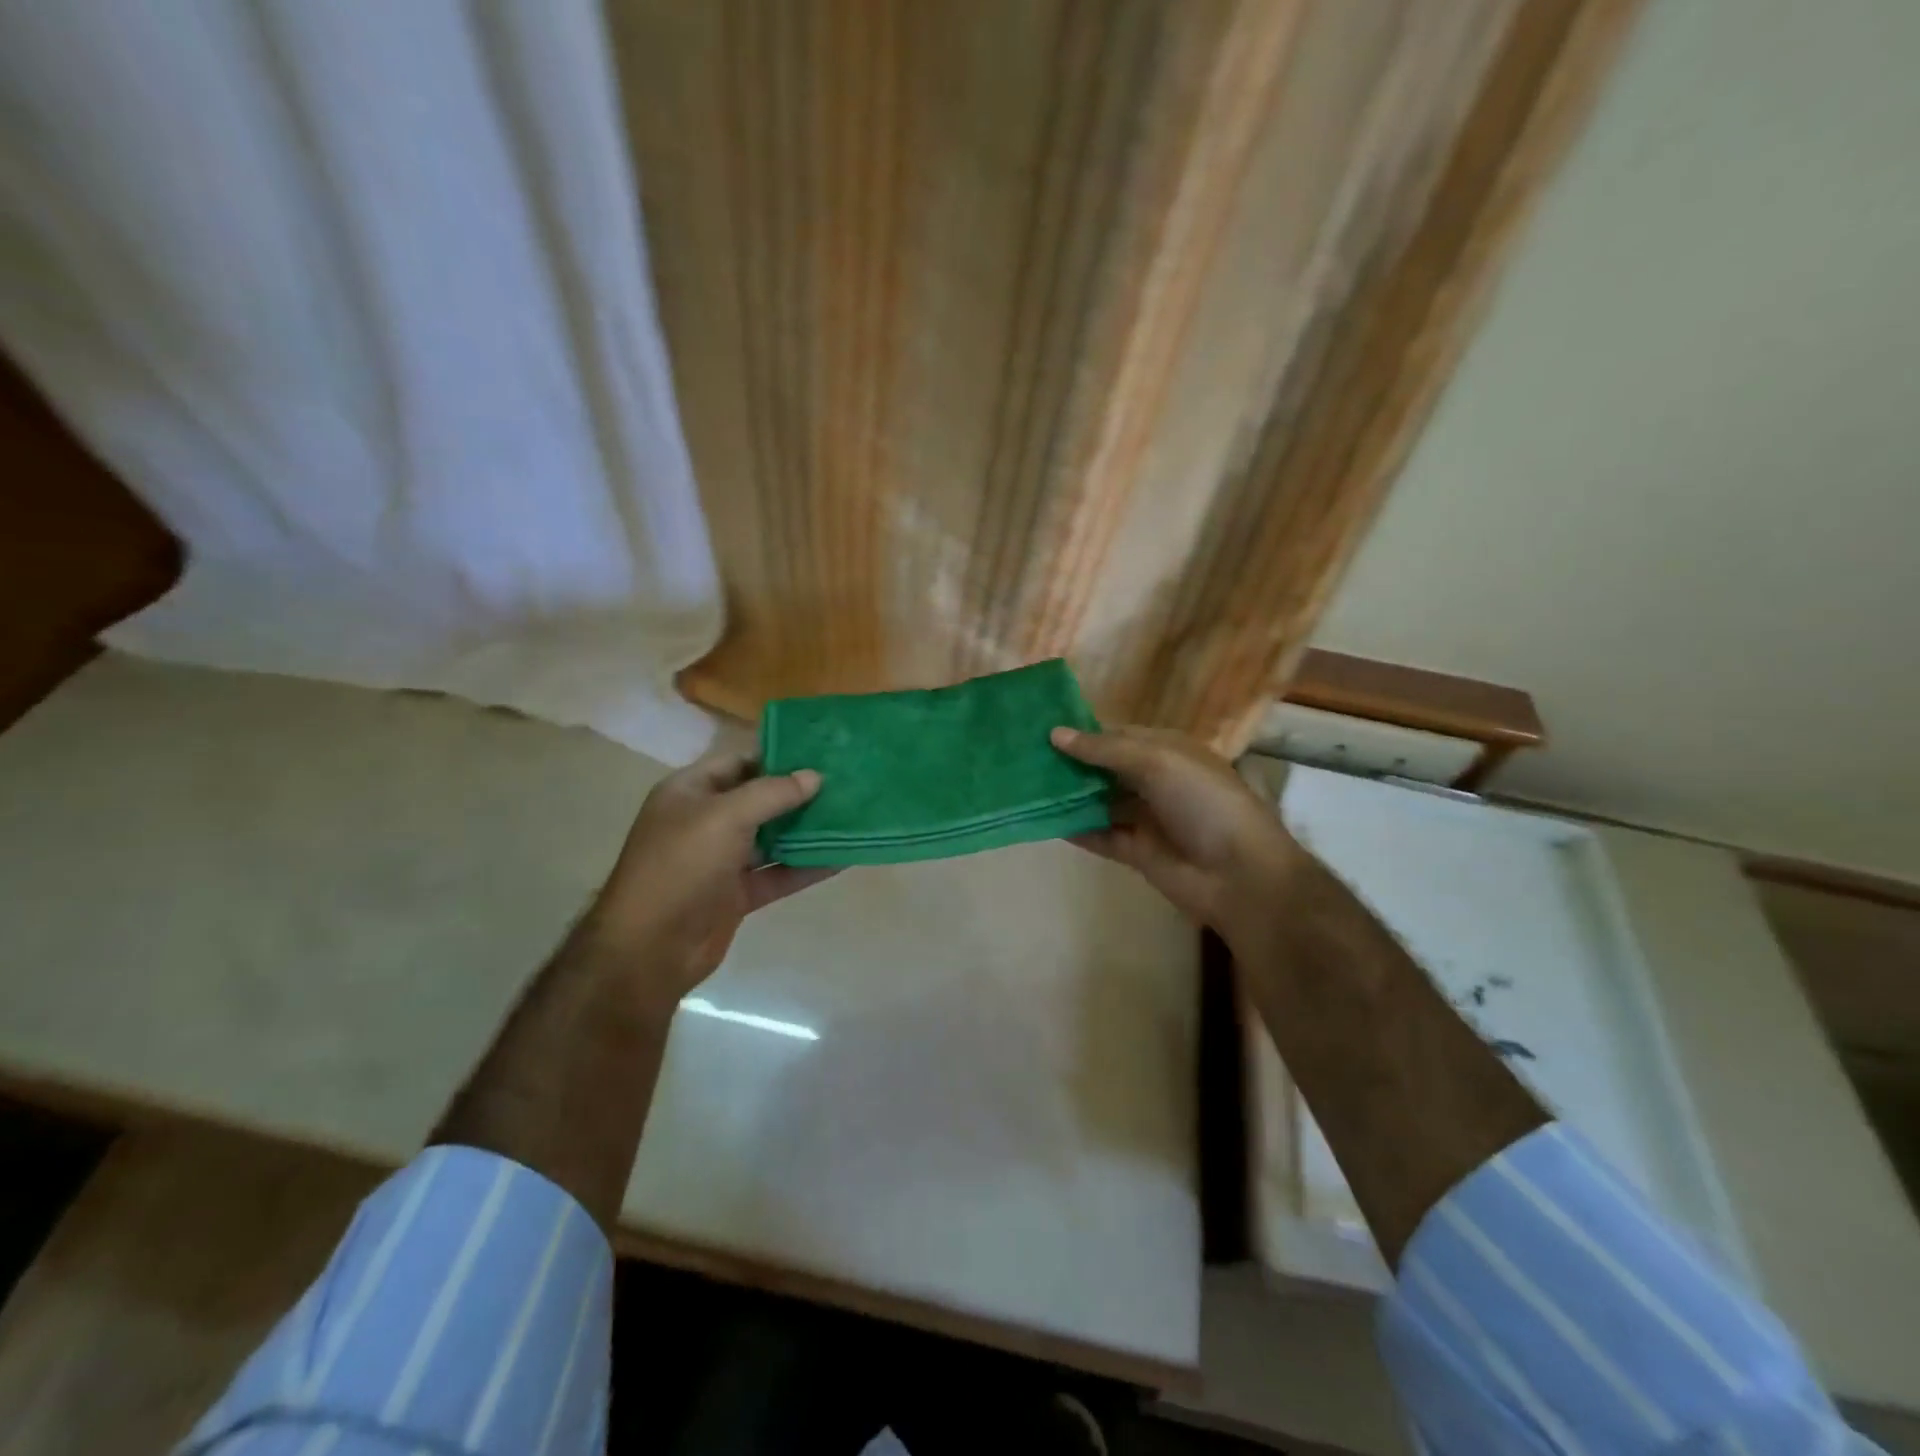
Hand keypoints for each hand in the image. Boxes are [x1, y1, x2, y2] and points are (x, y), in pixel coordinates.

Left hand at [581, 751, 834, 1004]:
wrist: (649, 948)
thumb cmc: (681, 866)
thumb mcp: (726, 816)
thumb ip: (773, 793)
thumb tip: (815, 776)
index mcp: (690, 792)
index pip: (739, 762)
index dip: (778, 757)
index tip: (822, 754)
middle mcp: (705, 821)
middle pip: (759, 800)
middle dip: (799, 793)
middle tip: (846, 784)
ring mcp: (721, 860)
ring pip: (772, 838)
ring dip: (806, 830)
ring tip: (851, 816)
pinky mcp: (736, 894)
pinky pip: (777, 873)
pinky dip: (805, 867)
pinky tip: (841, 858)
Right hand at [1050, 725, 1302, 945]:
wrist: (1239, 874)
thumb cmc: (1204, 803)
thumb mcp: (1157, 762)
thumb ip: (1104, 750)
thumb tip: (1055, 733)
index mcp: (1168, 751)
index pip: (1118, 735)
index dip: (1084, 733)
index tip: (1041, 730)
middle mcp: (1155, 780)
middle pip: (1105, 768)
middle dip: (1071, 763)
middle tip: (1023, 757)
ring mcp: (1145, 817)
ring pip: (1099, 801)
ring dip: (1068, 795)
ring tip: (1025, 786)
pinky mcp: (1136, 851)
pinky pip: (1099, 835)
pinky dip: (1075, 828)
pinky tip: (1042, 820)